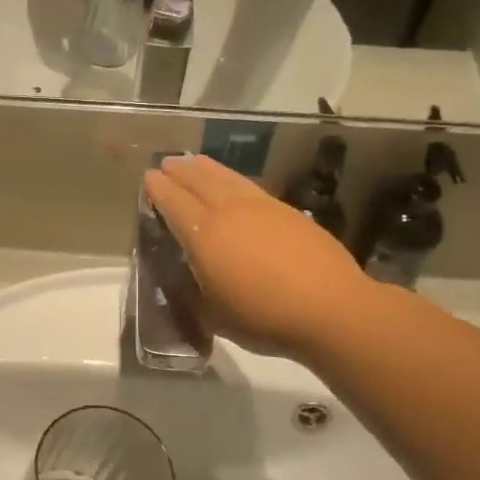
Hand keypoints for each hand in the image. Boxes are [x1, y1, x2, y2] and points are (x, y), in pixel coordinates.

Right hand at [143, 154, 370, 358]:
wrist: (330, 308)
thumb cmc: (264, 318)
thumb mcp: (213, 315)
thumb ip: (195, 290)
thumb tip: (189, 273)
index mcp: (204, 236)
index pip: (174, 203)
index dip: (159, 190)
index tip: (148, 178)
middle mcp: (230, 212)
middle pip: (199, 182)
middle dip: (180, 171)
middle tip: (167, 164)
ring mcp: (262, 208)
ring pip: (228, 179)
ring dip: (208, 168)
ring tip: (196, 161)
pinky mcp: (288, 212)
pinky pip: (251, 186)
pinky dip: (234, 179)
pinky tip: (235, 184)